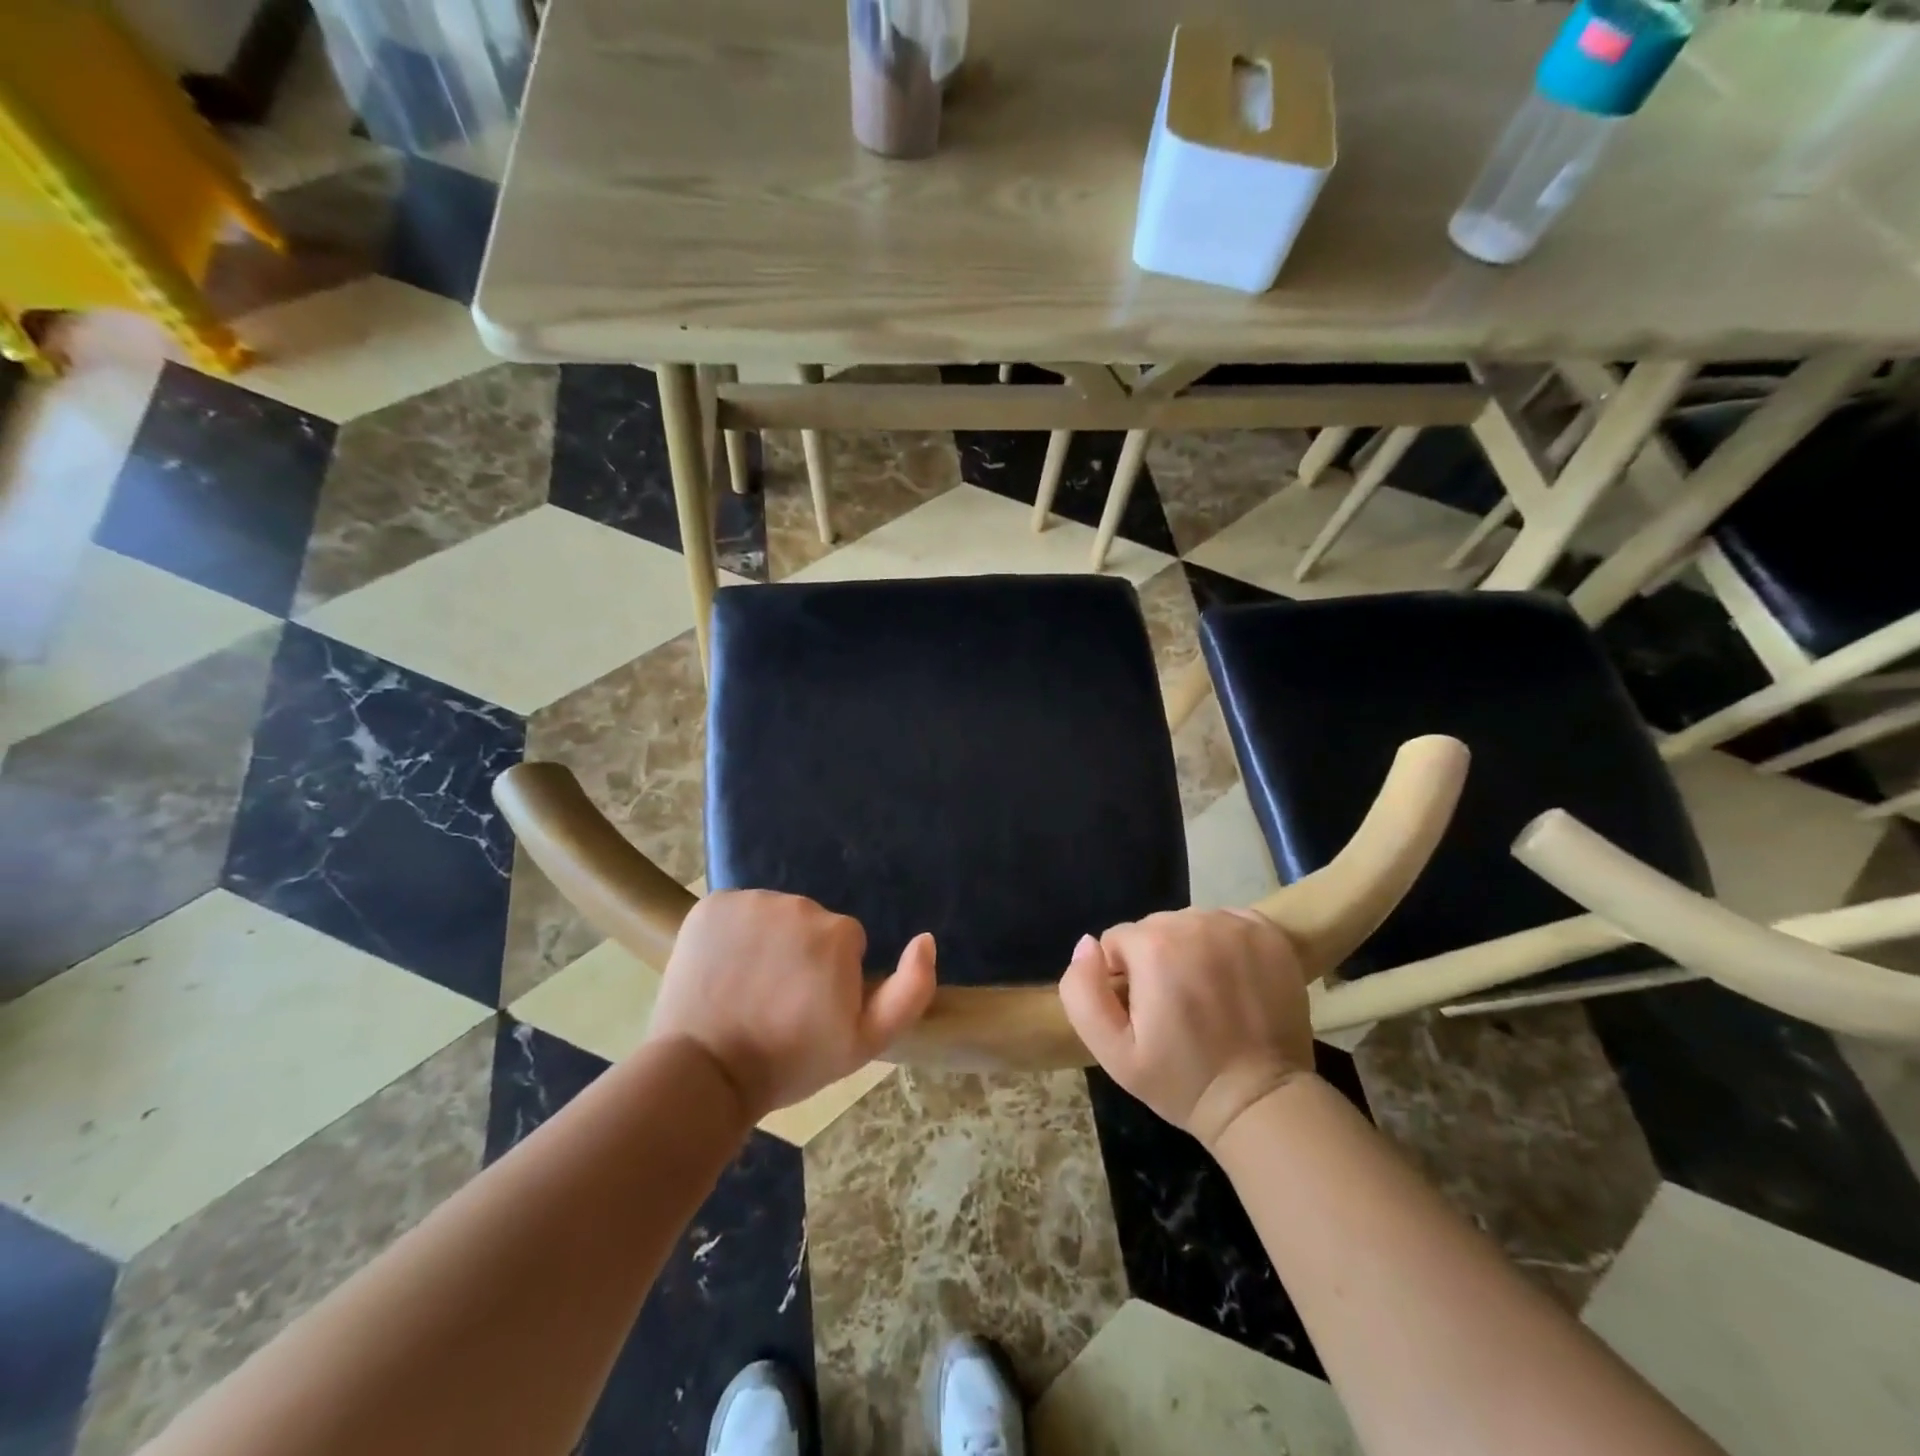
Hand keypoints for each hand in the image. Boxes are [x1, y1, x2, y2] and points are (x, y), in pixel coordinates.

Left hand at [647, 890, 936, 1118]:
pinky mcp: (710, 904)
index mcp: (838, 932)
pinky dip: (731, 934)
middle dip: (801, 954)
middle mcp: (797, 903)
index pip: (844, 942)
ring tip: (748, 988)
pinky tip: (721, 970)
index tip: (810, 1009)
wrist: (704, 1074)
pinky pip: (735, 912)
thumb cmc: (790, 1061)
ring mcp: (749, 901)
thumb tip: (926, 939)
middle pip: (809, 924)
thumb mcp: (866, 1042)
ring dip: (767, 942)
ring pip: (772, 915)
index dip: (832, 976)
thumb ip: (911, 990)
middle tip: (779, 1001)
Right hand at [1059, 909, 1315, 1150]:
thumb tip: (1087, 945)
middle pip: (1154, 928)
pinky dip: (1224, 944)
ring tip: (1205, 996)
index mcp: (1155, 946)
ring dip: (1189, 950)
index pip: (1117, 941)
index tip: (1144, 1012)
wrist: (1261, 1102)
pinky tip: (1232, 980)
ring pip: (1190, 924)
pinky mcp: (1270, 934)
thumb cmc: (1182, 1079)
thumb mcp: (1113, 1051)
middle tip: (1175, 1008)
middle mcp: (1195, 922)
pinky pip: (1227, 923)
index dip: (1122, 978)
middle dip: (1155, 960)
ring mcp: (1237, 926)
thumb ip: (1082, 992)